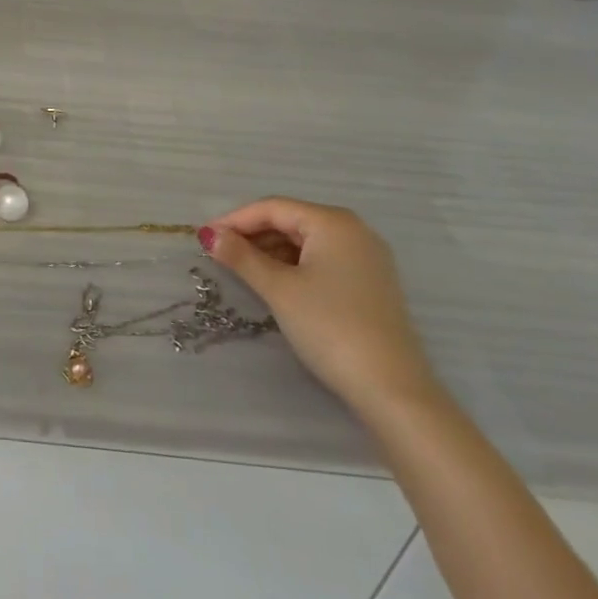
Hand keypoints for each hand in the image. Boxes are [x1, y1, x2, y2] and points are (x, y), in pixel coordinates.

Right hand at [200, 197, 440, 418]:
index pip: (272, 208)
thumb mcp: (278, 289)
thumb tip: (209, 235)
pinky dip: (294, 265)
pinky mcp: (371, 283)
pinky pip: (322, 260)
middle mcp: (354, 230)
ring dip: (271, 251)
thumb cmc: (330, 327)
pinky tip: (276, 282)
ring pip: (306, 241)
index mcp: (333, 222)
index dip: (234, 220)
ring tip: (242, 269)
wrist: (393, 390)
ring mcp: (366, 257)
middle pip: (290, 221)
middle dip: (252, 235)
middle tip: (219, 254)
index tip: (204, 237)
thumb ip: (241, 257)